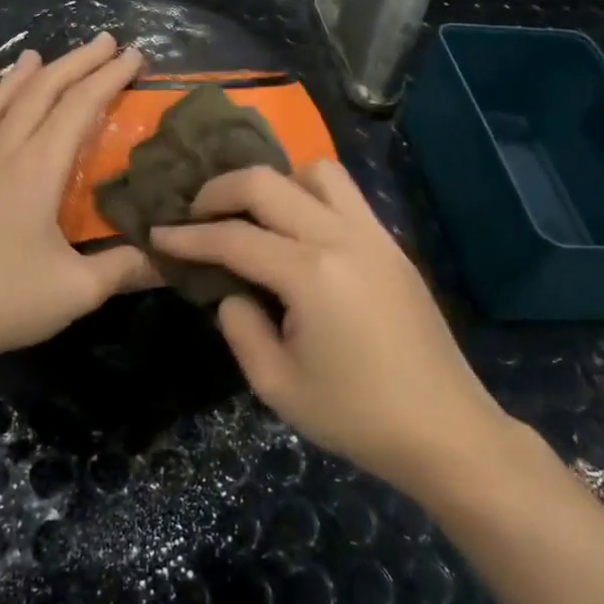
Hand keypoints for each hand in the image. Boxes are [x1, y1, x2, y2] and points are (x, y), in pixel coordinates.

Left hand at [0, 33, 156, 368]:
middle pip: (35, 98)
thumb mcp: (78, 290)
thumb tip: (169, 258)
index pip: (78, 109)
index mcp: (34, 171)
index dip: (108, 77)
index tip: (133, 55)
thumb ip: (125, 269)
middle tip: (99, 42)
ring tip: (29, 57)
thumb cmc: (2, 302)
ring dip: (9, 84)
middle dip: (72, 65)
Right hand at [152, 163, 515, 500]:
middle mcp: (341, 238)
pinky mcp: (392, 245)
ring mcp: (373, 236)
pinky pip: (345, 195)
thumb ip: (240, 328)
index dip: (188, 237)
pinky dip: (309, 196)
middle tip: (196, 213)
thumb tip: (231, 291)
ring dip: (275, 183)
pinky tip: (296, 232)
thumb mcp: (276, 385)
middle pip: (268, 183)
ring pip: (316, 172)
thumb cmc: (355, 416)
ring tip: (253, 215)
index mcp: (310, 274)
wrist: (445, 430)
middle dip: (220, 189)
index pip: (233, 238)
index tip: (157, 233)